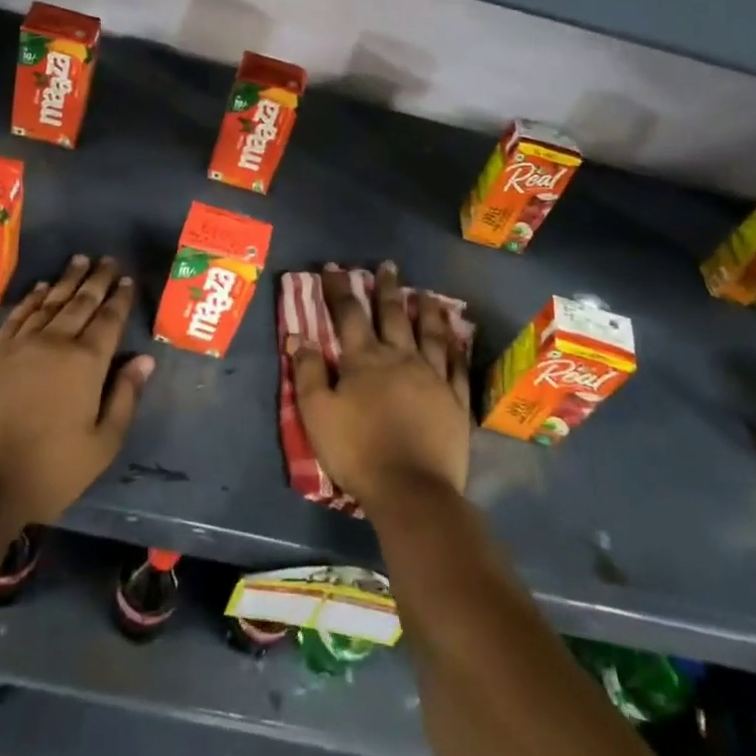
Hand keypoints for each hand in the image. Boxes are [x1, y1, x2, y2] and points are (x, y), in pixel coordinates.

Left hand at [0, 255, 154, 523]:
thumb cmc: (45, 471)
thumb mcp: (101, 446)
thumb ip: (125, 398)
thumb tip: (144, 359)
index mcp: (86, 363)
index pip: (108, 320)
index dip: (119, 298)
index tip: (126, 278)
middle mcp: (54, 342)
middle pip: (80, 302)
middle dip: (96, 280)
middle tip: (106, 258)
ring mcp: (18, 346)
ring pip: (48, 302)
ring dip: (65, 280)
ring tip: (78, 262)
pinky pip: (16, 316)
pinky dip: (30, 299)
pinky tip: (38, 289)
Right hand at [290, 262, 471, 512]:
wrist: (411, 489)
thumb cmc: (357, 451)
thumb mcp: (317, 414)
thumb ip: (307, 372)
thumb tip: (298, 336)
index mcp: (364, 360)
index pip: (348, 313)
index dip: (339, 288)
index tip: (333, 268)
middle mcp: (400, 357)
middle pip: (392, 314)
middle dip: (386, 288)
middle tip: (387, 266)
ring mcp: (432, 377)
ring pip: (429, 333)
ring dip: (426, 310)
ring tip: (425, 293)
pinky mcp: (455, 400)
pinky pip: (456, 365)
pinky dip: (455, 347)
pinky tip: (457, 337)